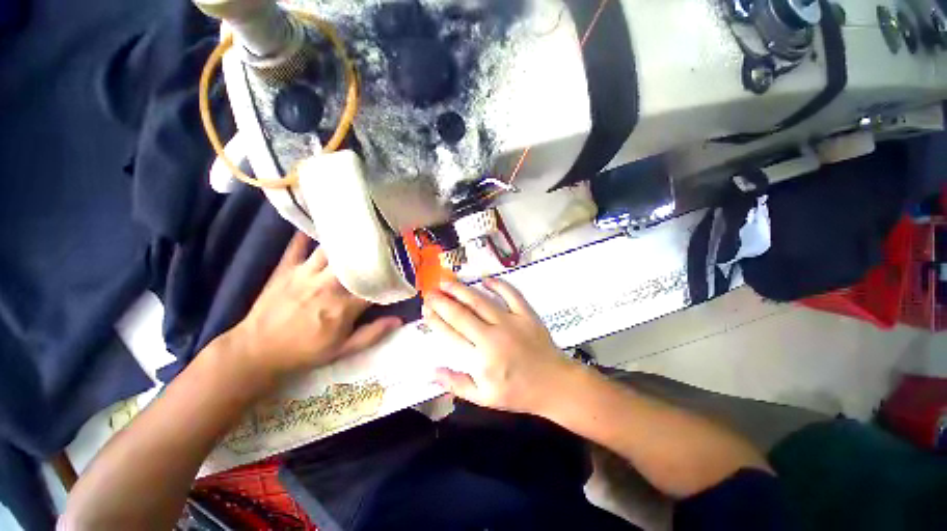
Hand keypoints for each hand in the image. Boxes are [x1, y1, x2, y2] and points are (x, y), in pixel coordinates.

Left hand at [228, 233, 401, 383]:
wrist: (257, 352)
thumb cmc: (305, 351)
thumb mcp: (343, 350)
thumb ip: (372, 334)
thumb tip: (399, 320)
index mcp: (344, 306)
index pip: (374, 286)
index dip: (389, 278)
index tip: (399, 271)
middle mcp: (328, 285)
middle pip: (354, 262)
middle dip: (369, 253)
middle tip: (381, 243)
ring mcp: (305, 274)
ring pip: (330, 249)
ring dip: (344, 242)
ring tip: (357, 231)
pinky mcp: (285, 269)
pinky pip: (297, 246)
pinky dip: (306, 235)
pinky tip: (317, 225)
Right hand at [422, 278, 577, 414]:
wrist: (554, 384)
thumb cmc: (518, 392)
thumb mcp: (485, 398)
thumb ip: (457, 384)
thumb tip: (432, 372)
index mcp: (482, 357)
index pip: (451, 333)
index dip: (436, 320)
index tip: (425, 310)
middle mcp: (493, 335)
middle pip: (461, 313)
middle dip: (442, 301)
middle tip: (430, 292)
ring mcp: (511, 321)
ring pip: (480, 301)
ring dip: (461, 290)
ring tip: (446, 282)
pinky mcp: (526, 313)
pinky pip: (511, 294)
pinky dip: (498, 284)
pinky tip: (485, 278)